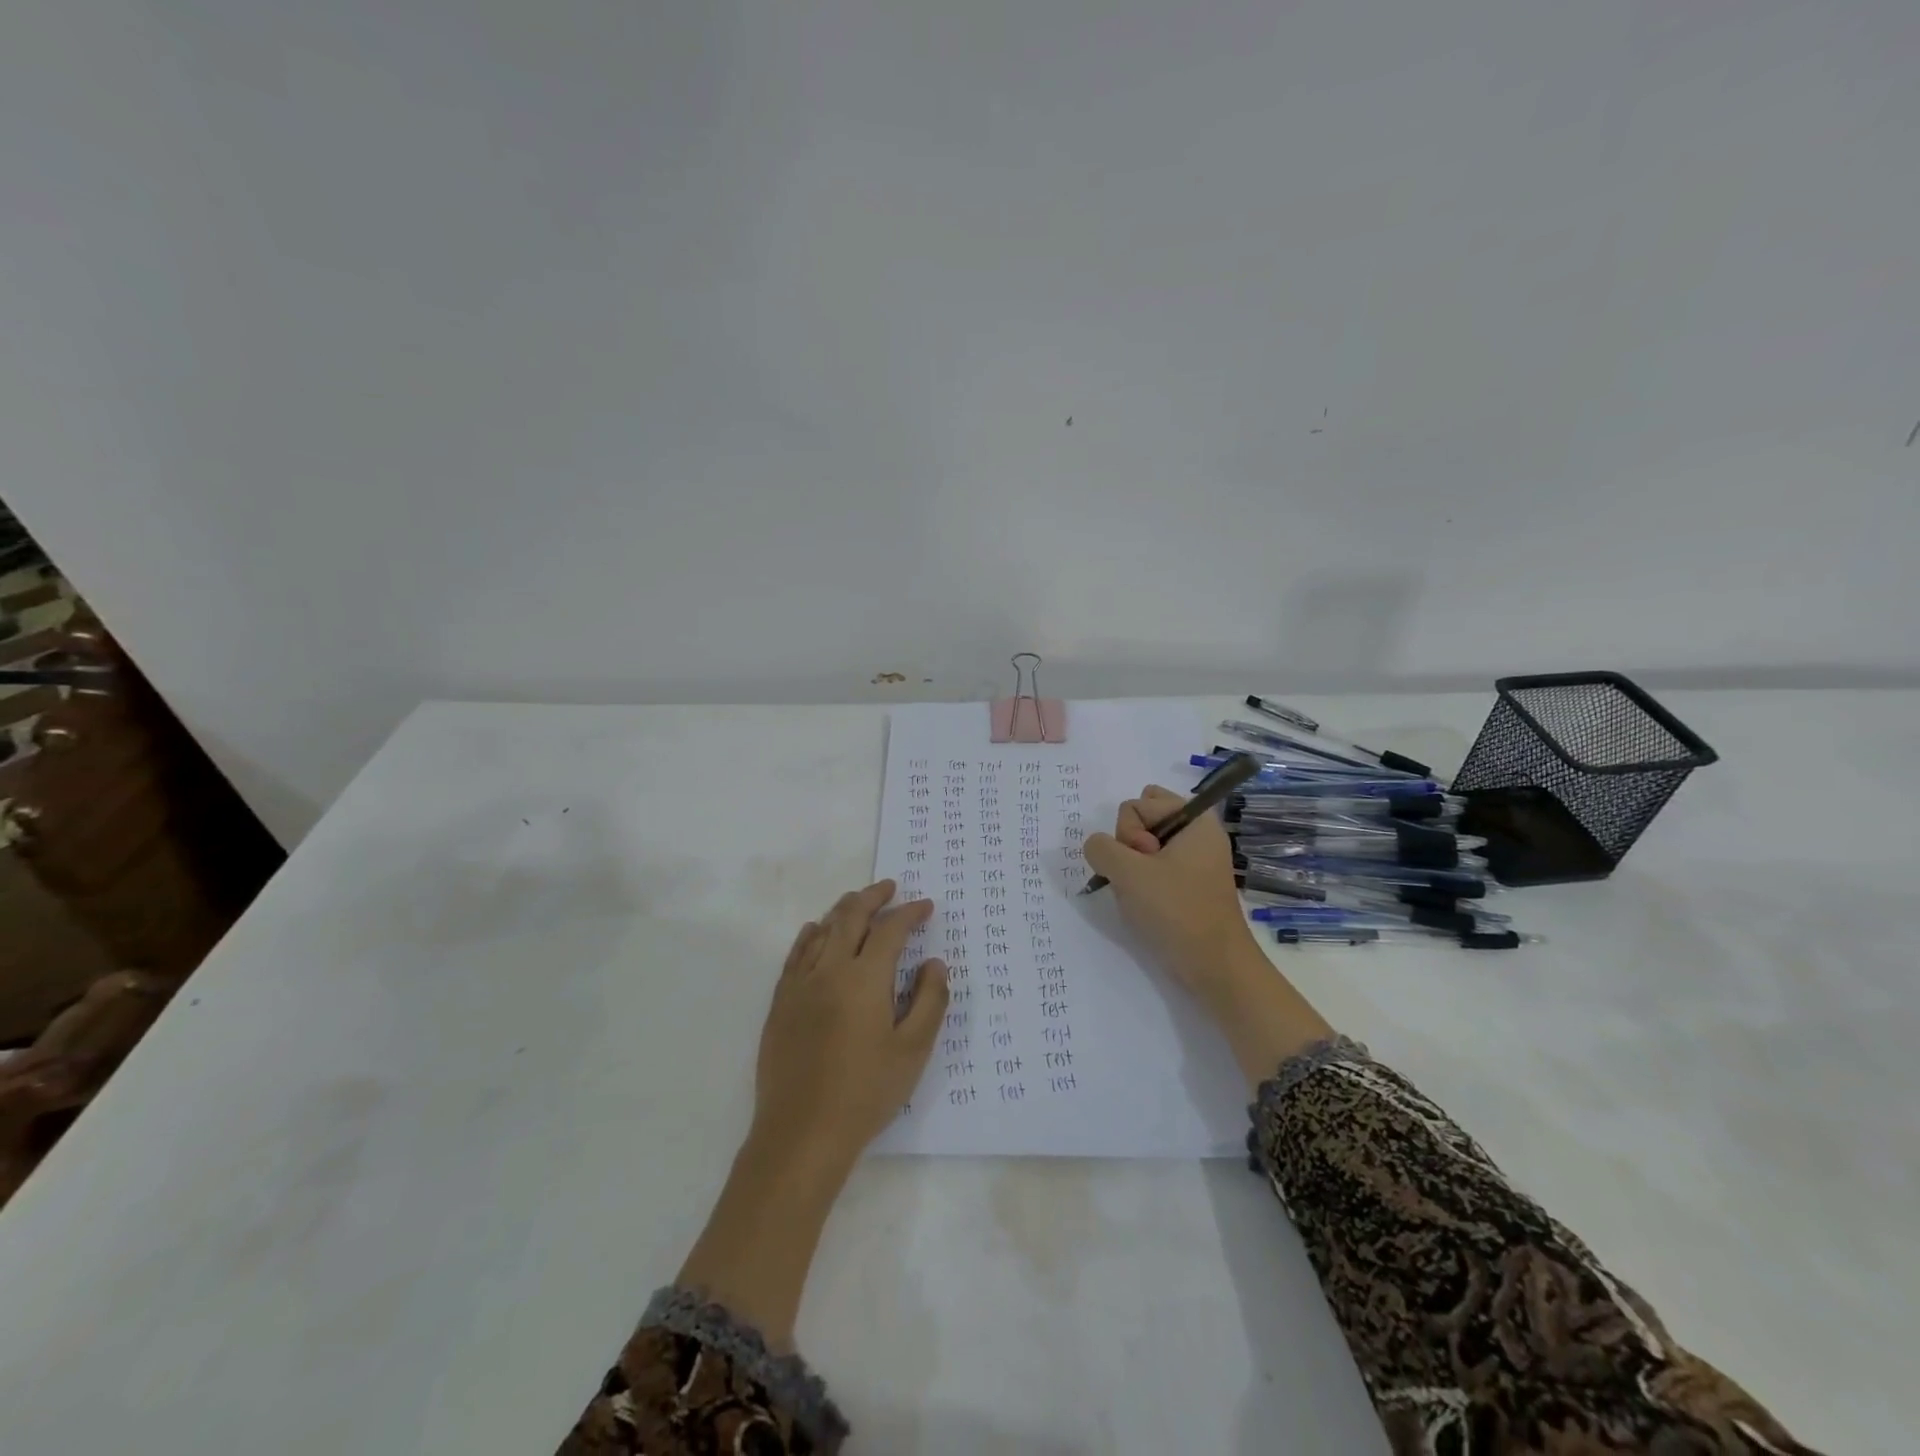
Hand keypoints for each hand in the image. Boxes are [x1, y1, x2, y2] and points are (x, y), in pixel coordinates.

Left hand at [749, 880, 947, 1174]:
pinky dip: (811, 934)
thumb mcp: (913, 1050)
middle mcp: (829, 970)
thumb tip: (934, 963)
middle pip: (851, 917)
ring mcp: (800, 984)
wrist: (802, 1133)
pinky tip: (817, 930)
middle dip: (873, 897)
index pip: (890, 930)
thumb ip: (929, 1001)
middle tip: (890, 887)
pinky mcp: (781, 1002)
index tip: (926, 907)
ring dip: (843, 910)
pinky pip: (796, 954)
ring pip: (822, 930)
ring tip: (859, 903)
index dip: (910, 913)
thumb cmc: (865, 1092)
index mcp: (865, 978)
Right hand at [1083, 785, 1258, 995]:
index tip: (1144, 863)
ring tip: (1144, 895)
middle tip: (1142, 876)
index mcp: (1194, 820)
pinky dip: (1143, 882)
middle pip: (1142, 819)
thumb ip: (1101, 848)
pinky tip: (1147, 905)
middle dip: (1129, 846)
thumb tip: (1098, 848)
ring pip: (1143, 846)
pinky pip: (1153, 868)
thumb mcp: (1129, 873)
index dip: (1129, 834)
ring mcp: (1194, 860)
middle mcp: (1197, 833)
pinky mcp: (1189, 884)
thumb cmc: (1177, 911)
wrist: (1215, 966)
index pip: (1137, 804)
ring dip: (1132, 868)